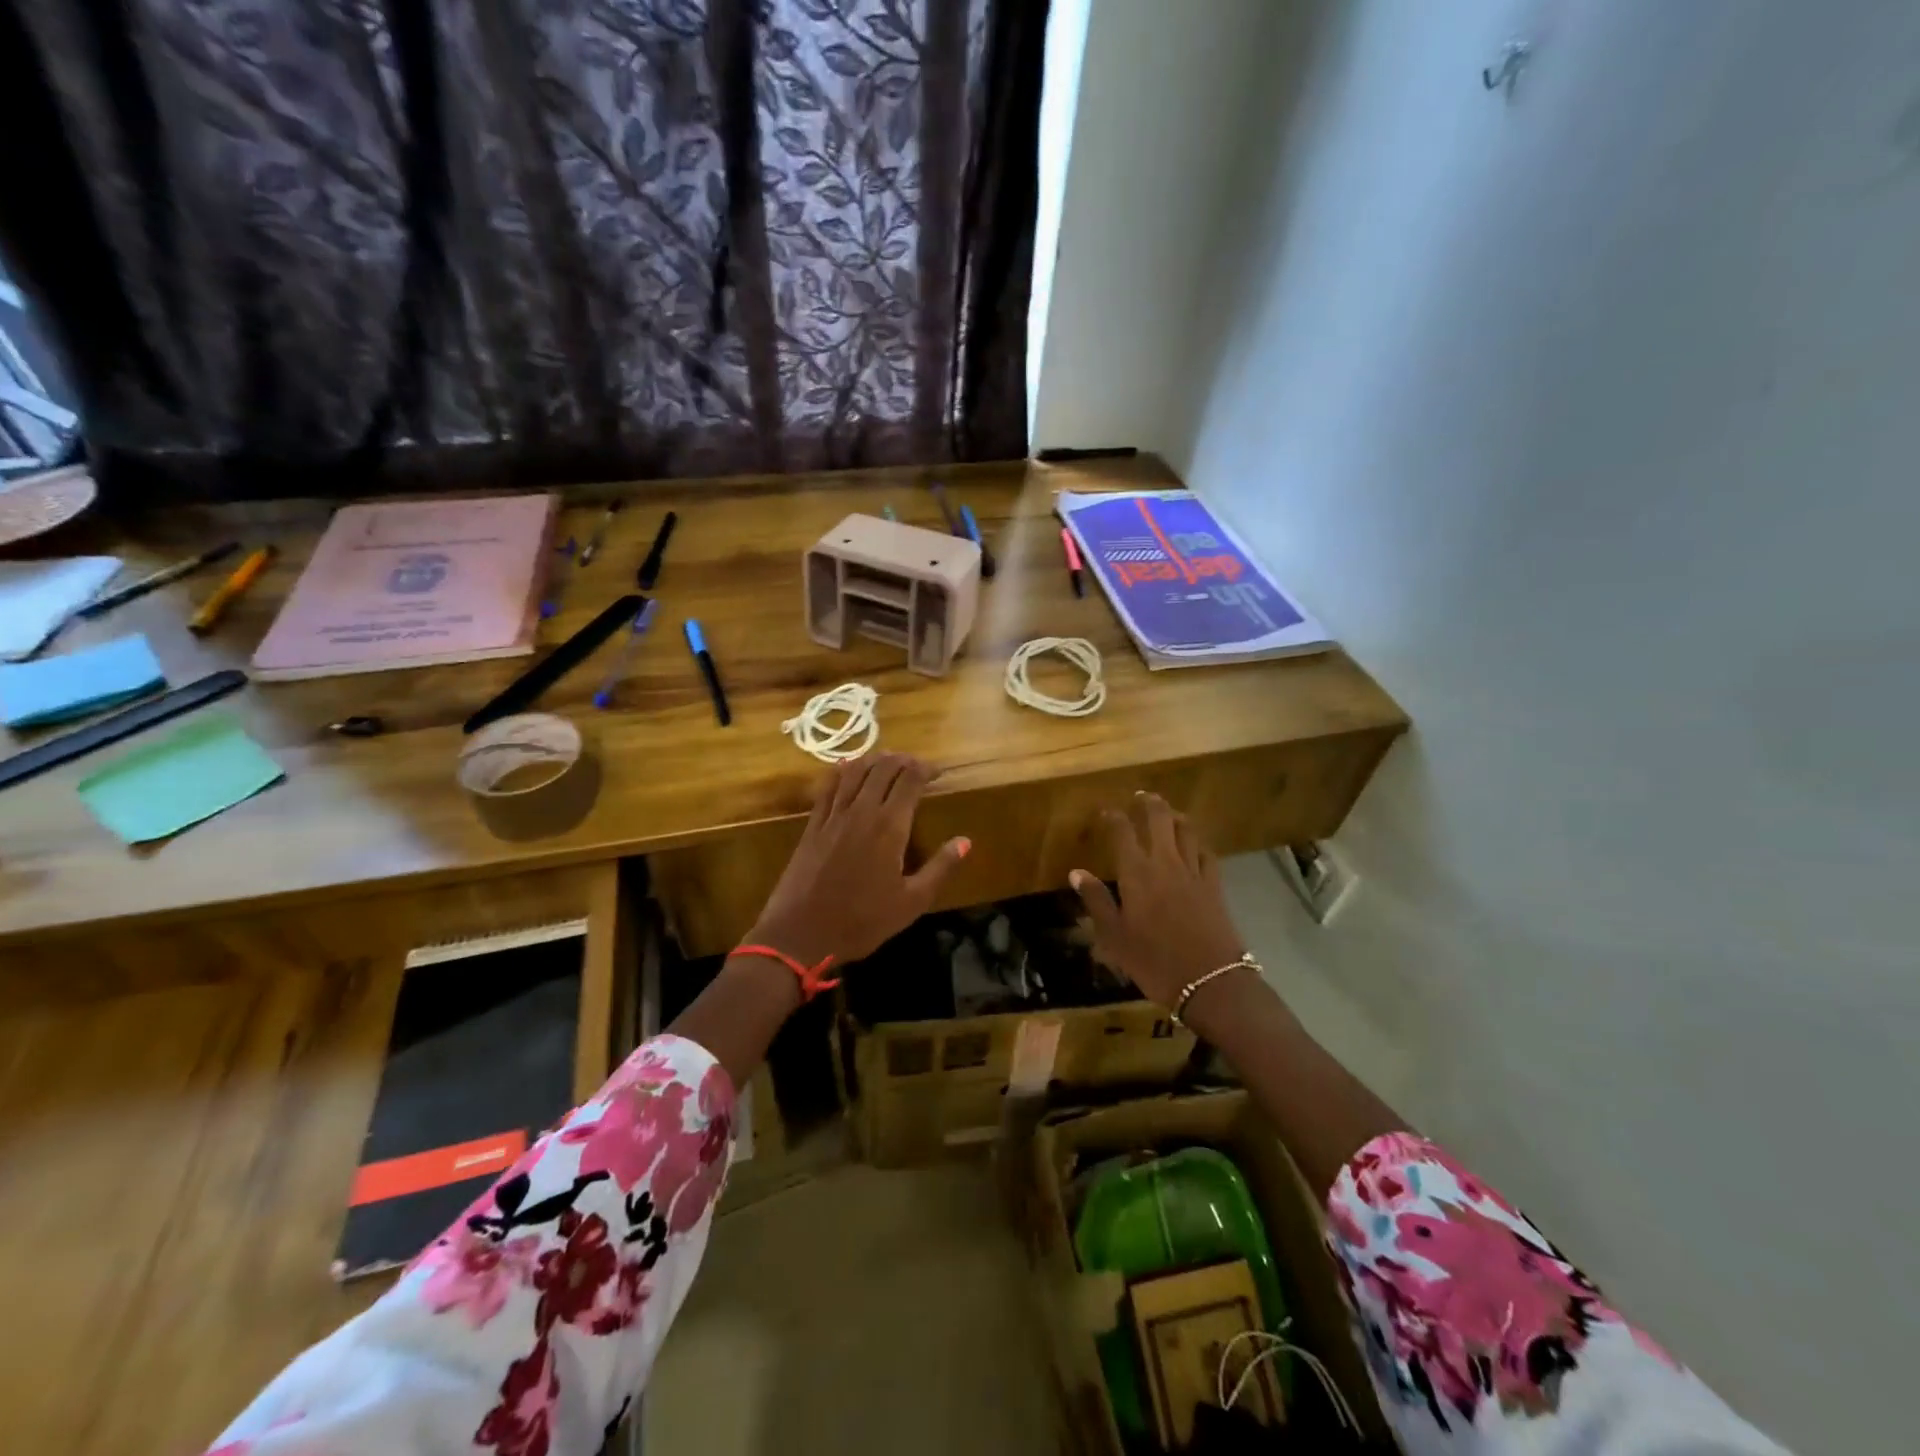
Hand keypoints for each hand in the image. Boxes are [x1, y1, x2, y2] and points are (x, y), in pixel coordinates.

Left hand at [747, 752, 969, 968]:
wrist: (800, 934)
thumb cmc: (862, 922)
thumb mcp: (912, 902)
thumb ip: (940, 868)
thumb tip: (965, 841)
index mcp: (890, 826)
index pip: (910, 779)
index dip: (926, 768)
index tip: (938, 772)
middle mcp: (862, 811)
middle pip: (883, 768)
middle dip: (903, 760)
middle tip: (917, 766)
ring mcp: (833, 815)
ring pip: (855, 771)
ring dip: (874, 760)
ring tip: (888, 761)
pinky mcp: (813, 825)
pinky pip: (828, 787)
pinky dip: (842, 772)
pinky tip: (847, 768)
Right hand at [1068, 793, 1245, 1009]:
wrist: (1211, 981)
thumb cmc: (1154, 961)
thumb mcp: (1115, 936)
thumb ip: (1096, 901)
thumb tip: (1076, 872)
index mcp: (1137, 872)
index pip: (1122, 831)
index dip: (1113, 817)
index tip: (1105, 812)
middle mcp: (1166, 862)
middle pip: (1160, 819)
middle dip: (1149, 803)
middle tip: (1141, 797)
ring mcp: (1194, 872)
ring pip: (1186, 831)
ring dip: (1175, 816)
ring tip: (1168, 812)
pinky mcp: (1215, 886)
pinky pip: (1207, 853)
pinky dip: (1198, 843)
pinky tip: (1195, 846)